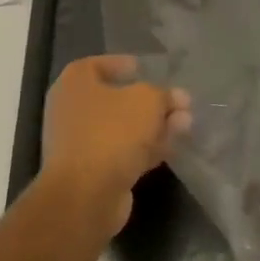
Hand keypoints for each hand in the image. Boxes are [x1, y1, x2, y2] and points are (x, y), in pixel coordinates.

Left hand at [38, 55, 190, 237]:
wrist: (86, 195)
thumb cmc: (112, 132)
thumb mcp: (147, 100)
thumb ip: (164, 95)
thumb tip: (178, 98)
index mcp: (75, 84)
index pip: (96, 65)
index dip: (121, 64)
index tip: (145, 69)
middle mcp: (73, 111)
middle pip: (116, 99)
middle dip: (151, 101)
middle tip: (179, 102)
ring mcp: (82, 144)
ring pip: (124, 128)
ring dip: (155, 125)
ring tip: (186, 124)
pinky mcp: (94, 172)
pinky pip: (124, 152)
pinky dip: (147, 147)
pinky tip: (173, 146)